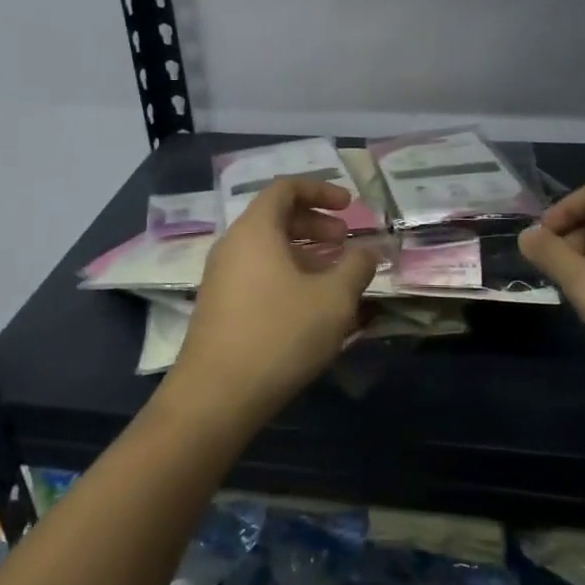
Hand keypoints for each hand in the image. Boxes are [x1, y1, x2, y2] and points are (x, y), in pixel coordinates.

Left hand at [163, 176, 379, 429]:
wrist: (215, 396)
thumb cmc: (279, 335)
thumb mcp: (333, 300)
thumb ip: (356, 267)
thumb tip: (369, 249)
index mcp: (255, 230)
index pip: (285, 188)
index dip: (320, 190)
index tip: (348, 206)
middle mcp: (233, 245)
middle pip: (276, 217)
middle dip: (316, 223)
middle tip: (345, 241)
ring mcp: (221, 276)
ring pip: (267, 248)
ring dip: (304, 252)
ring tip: (335, 275)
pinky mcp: (220, 306)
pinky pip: (257, 273)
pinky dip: (287, 274)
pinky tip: (310, 306)